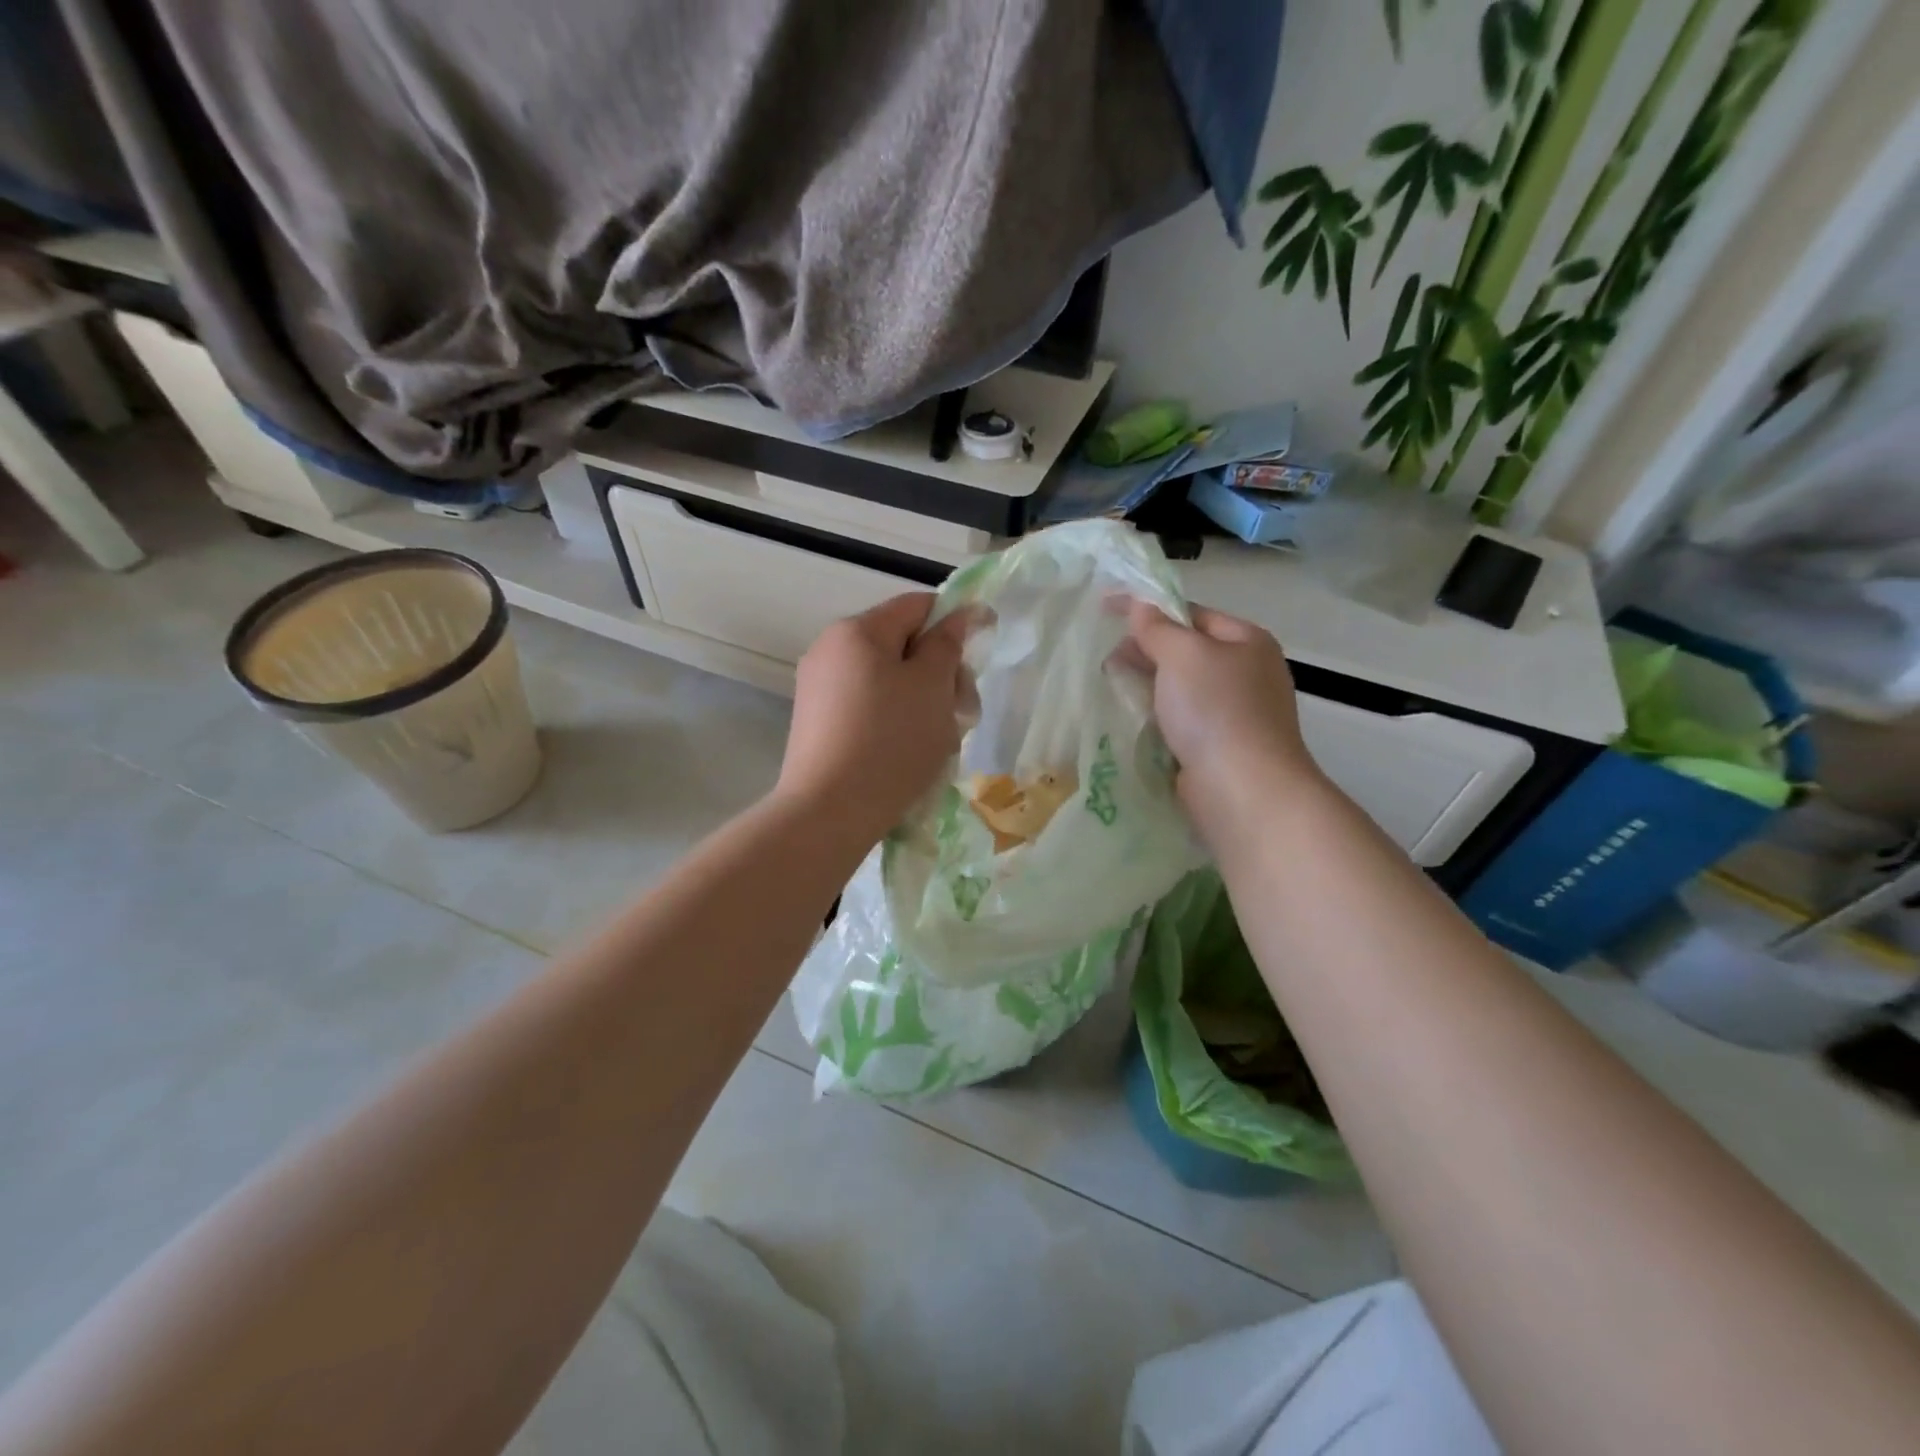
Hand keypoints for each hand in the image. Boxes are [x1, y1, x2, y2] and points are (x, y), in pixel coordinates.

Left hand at [777, 593, 969, 843]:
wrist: (829, 812)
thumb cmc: (890, 741)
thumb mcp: (932, 687)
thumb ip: (948, 644)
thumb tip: (962, 613)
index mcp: (857, 630)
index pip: (918, 606)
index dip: (955, 623)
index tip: (979, 659)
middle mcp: (830, 649)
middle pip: (902, 645)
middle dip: (940, 673)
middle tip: (963, 712)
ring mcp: (819, 688)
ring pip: (888, 680)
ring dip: (922, 701)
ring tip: (939, 742)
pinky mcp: (817, 723)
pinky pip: (868, 706)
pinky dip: (896, 720)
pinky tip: (909, 754)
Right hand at [1126, 601, 1322, 839]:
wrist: (1243, 789)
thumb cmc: (1216, 711)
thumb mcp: (1183, 655)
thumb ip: (1157, 627)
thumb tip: (1140, 605)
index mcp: (1247, 641)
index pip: (1191, 612)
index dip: (1148, 608)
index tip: (1105, 608)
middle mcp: (1246, 672)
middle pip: (1186, 650)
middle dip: (1144, 650)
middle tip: (1106, 659)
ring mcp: (1235, 712)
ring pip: (1180, 687)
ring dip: (1146, 684)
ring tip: (1111, 687)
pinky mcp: (1218, 746)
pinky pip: (1180, 720)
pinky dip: (1156, 715)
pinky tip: (1132, 718)